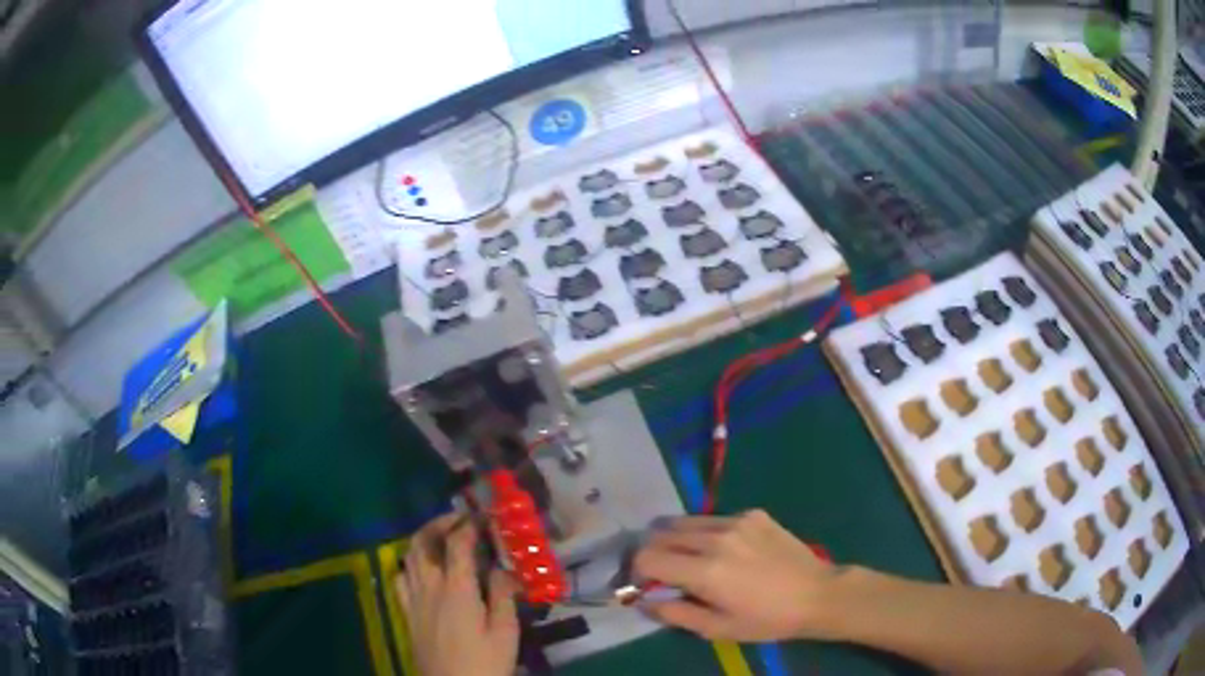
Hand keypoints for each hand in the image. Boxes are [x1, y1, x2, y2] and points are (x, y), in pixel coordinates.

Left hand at [395, 513, 519, 675]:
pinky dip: (410, 566)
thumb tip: (501, 569)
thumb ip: (502, 596)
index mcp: (457, 589)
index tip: (483, 515)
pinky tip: (422, 572)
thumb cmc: (485, 663)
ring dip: (423, 541)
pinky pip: (400, 579)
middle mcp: (429, 587)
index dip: (468, 524)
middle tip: (459, 519)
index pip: (457, 544)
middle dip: (439, 523)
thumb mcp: (505, 633)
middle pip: (423, 542)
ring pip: (409, 557)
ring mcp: (414, 600)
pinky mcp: (407, 614)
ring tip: (442, 540)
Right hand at [634, 509, 840, 642]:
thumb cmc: (766, 620)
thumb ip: (674, 614)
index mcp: (705, 570)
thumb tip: (644, 601)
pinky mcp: (753, 514)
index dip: (636, 571)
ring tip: (691, 560)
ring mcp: (737, 521)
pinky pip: (715, 519)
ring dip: (677, 539)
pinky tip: (727, 551)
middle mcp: (716, 537)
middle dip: (653, 552)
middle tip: (663, 572)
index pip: (647, 557)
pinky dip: (707, 533)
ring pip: (685, 522)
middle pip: (661, 533)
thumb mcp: (717, 629)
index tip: (644, 584)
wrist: (817, 595)